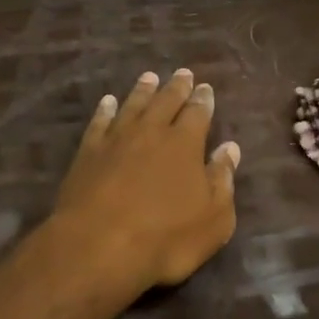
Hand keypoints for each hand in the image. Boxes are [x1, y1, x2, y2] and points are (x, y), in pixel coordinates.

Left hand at [51, 68, 238, 294]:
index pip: (197, 113)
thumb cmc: (165, 237)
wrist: (98, 245)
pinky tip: (108, 102)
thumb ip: (222, 180)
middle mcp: (151, 131)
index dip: (203, 100)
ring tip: (149, 77)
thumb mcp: (213, 219)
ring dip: (143, 90)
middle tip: (182, 73)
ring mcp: (116, 139)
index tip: (205, 87)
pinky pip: (99, 122)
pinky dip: (105, 110)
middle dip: (176, 87)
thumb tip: (230, 148)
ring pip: (133, 105)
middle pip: (166, 101)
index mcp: (184, 144)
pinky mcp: (88, 152)